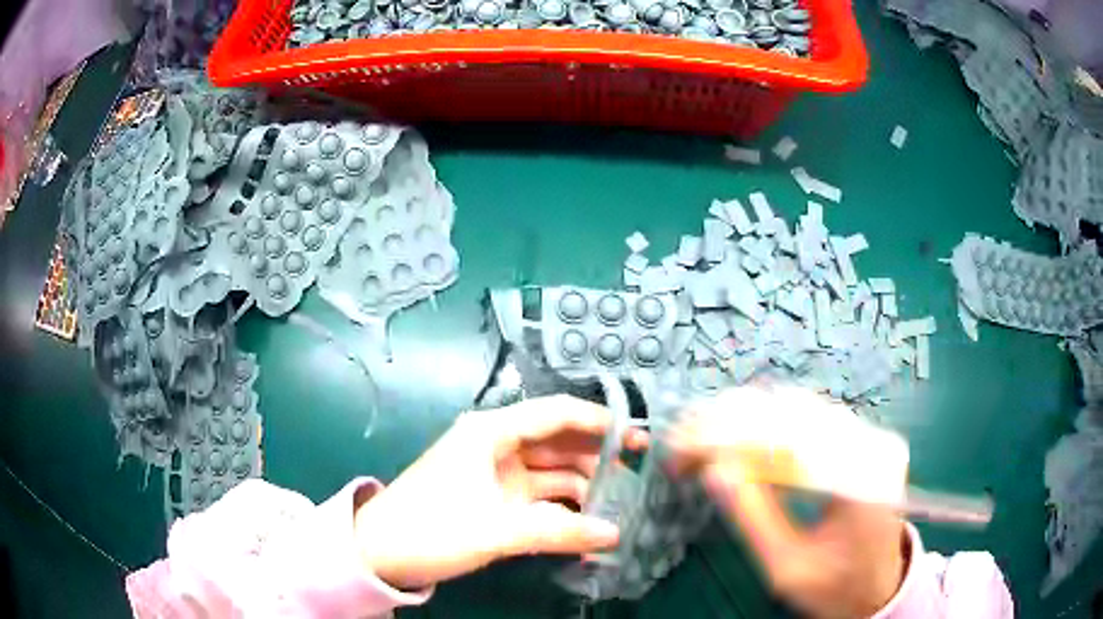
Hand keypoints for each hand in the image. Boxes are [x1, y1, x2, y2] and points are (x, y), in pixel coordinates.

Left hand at [353, 395, 645, 590]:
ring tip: (619, 503)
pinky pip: (538, 495)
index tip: (636, 439)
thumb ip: (559, 532)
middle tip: (636, 474)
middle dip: (596, 455)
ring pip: (550, 470)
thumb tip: (615, 534)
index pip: (556, 414)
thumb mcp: (496, 530)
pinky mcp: (493, 498)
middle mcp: (496, 444)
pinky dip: (562, 507)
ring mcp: (495, 472)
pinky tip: (587, 522)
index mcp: (492, 431)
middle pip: (557, 440)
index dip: (599, 422)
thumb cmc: (431, 529)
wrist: (378, 552)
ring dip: (582, 484)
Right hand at [666, 386, 907, 618]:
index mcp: (858, 481)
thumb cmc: (837, 588)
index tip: (681, 449)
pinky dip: (766, 424)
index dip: (727, 438)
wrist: (881, 586)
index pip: (786, 440)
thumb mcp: (788, 568)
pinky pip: (808, 418)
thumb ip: (753, 521)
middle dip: (729, 421)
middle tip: (682, 442)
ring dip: (744, 418)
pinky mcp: (862, 439)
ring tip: (701, 437)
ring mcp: (870, 437)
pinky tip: (738, 437)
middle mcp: (870, 445)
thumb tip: (714, 473)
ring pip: (798, 406)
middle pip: (791, 411)